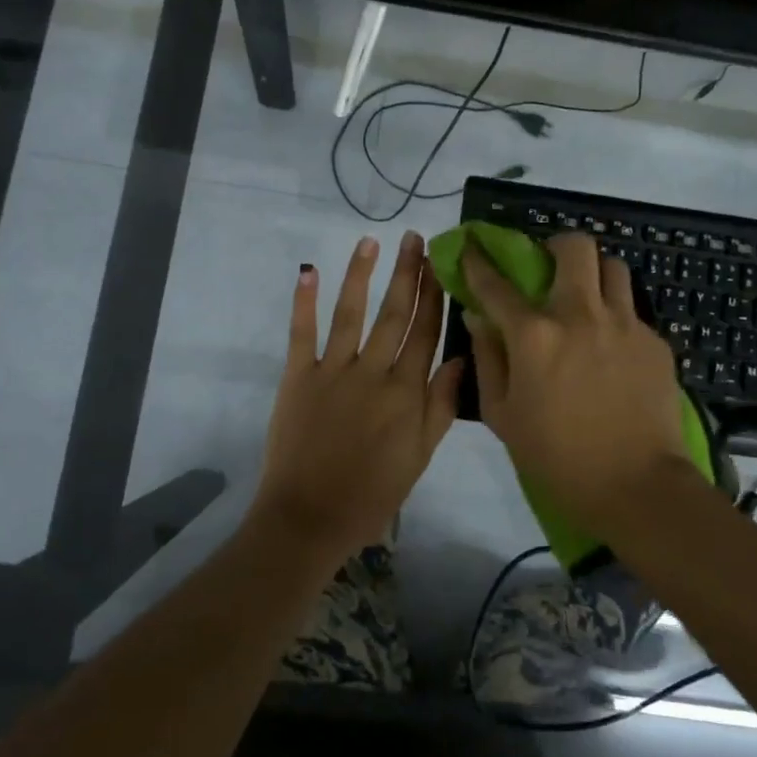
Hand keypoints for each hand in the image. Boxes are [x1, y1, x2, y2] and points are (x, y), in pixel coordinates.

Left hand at [254, 231, 463, 564]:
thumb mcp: (421, 457)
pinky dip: (303, 300)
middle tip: (415, 238)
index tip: (441, 263)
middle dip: (407, 273)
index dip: (434, 295)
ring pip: (351, 313)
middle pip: (394, 314)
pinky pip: (301, 332)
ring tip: (370, 241)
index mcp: (405, 393)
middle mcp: (372, 372)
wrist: (309, 518)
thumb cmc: (372, 493)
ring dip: (361, 274)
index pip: (425, 333)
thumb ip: (440, 406)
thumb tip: (459, 358)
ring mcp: (332, 371)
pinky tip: (309, 270)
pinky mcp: (298, 376)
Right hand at [462, 232, 691, 536]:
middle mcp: (580, 315)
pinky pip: (632, 311)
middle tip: (550, 269)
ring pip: (613, 267)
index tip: (472, 246)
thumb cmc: (557, 458)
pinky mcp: (655, 342)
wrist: (637, 487)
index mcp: (535, 335)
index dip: (479, 260)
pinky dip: (616, 318)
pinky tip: (612, 351)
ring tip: (587, 302)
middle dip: (557, 247)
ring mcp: (624, 324)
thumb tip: (478, 317)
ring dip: (594, 275)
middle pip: (575, 247)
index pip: (497, 283)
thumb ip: (487, 358)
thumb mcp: (503, 415)